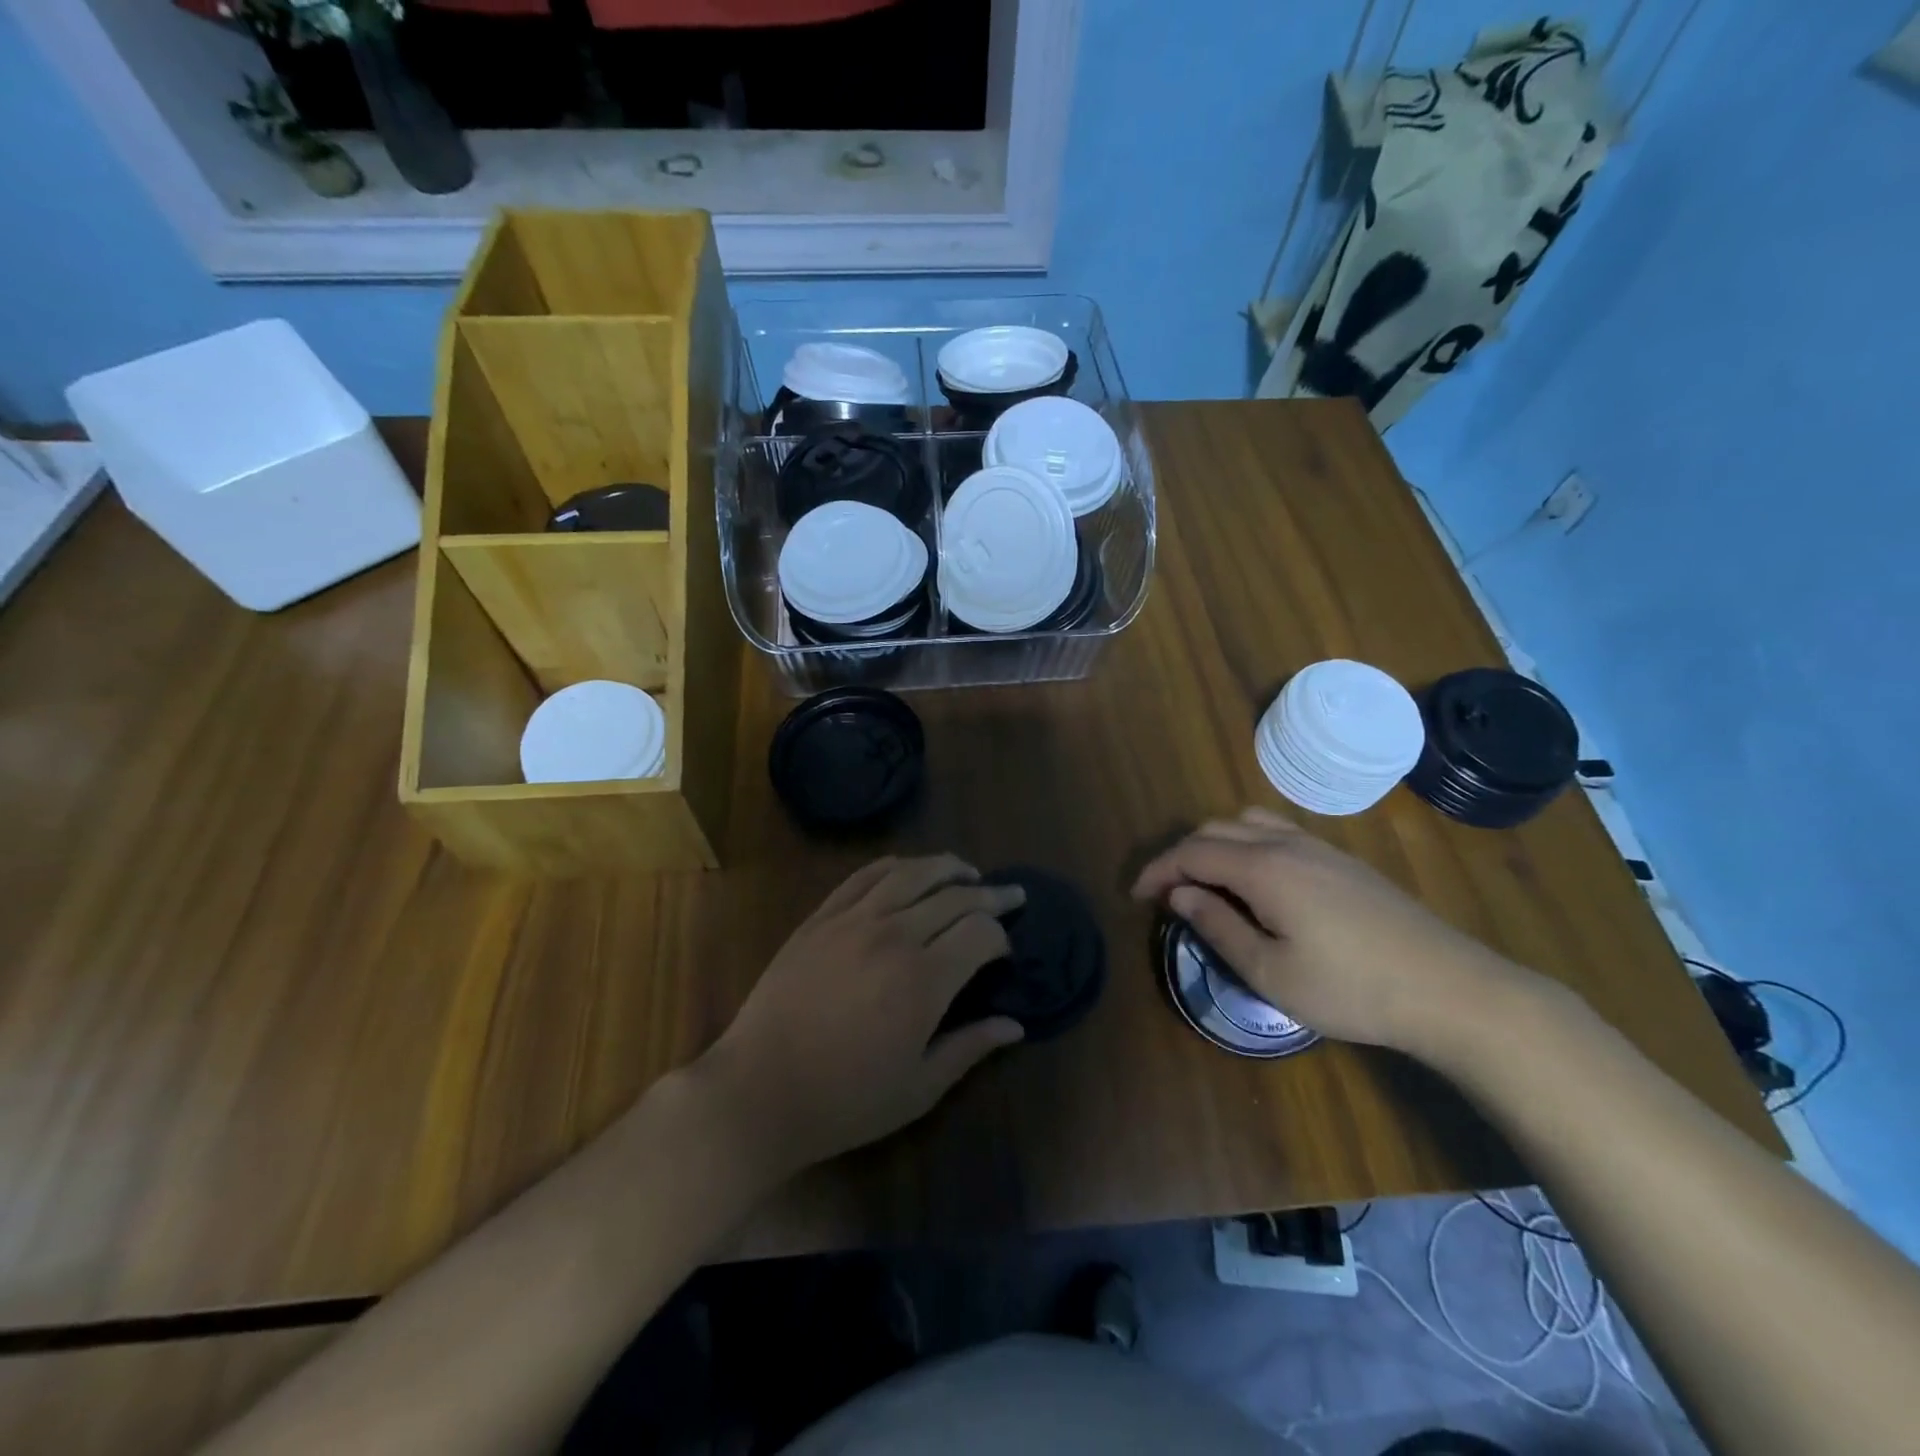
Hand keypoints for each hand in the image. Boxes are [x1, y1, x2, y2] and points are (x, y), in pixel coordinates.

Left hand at [697, 855, 1025, 1175]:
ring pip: (912, 873)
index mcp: (924, 979)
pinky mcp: (821, 917)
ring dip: (947, 867)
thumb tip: (1015, 1026)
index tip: (1007, 950)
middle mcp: (893, 935)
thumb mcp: (919, 1088)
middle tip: (1011, 895)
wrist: (759, 1090)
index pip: (980, 933)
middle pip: (954, 896)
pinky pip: (865, 876)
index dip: (1002, 936)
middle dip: (990, 894)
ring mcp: (853, 920)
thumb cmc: (845, 1100)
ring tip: (968, 871)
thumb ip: (970, 1048)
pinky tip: (909, 869)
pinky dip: (895, 865)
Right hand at [1132, 807, 1532, 1054]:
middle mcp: (1286, 843)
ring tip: (1208, 883)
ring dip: (1216, 844)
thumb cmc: (1351, 988)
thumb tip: (1180, 896)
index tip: (1136, 896)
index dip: (1158, 870)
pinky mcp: (1343, 860)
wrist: (1450, 988)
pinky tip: (1257, 882)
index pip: (1192, 852)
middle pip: (1216, 829)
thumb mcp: (1271, 971)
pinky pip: (1278, 832)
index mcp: (1263, 867)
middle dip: (1182, 856)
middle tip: (1168, 895)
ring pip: (1248, 823)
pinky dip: (1248, 845)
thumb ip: (1219, 926)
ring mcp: (1320, 847)